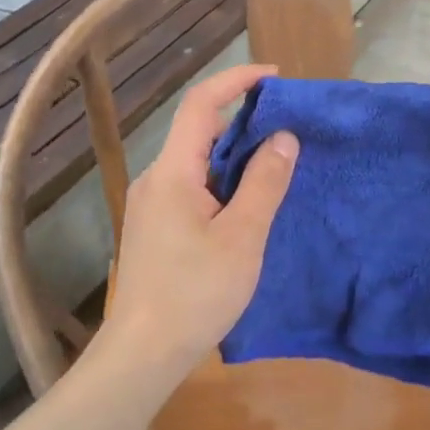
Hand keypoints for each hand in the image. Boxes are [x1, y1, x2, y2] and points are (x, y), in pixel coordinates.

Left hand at [103, 63, 298, 371]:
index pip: (201, 104)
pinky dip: (221, 181)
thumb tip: (283, 137)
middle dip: (241, 120)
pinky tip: (245, 203)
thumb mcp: (242, 237)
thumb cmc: (196, 293)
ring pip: (195, 162)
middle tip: (287, 128)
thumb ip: (264, 183)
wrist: (143, 352)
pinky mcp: (154, 228)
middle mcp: (155, 178)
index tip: (274, 77)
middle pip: (198, 131)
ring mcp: (151, 204)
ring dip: (233, 155)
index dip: (236, 81)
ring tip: (275, 164)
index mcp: (173, 172)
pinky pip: (190, 187)